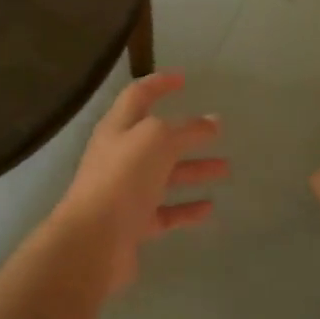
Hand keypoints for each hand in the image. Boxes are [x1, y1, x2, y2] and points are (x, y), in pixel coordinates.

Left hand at [50, 72, 226, 294]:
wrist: (94, 240)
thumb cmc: (123, 178)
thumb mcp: (157, 140)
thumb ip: (186, 130)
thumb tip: (211, 121)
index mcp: (118, 128)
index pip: (138, 95)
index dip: (160, 84)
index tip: (183, 78)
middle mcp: (118, 156)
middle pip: (155, 139)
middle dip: (186, 133)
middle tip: (217, 130)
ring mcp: (124, 192)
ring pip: (164, 175)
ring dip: (193, 170)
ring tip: (225, 169)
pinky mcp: (133, 225)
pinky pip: (164, 212)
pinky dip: (186, 208)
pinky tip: (210, 207)